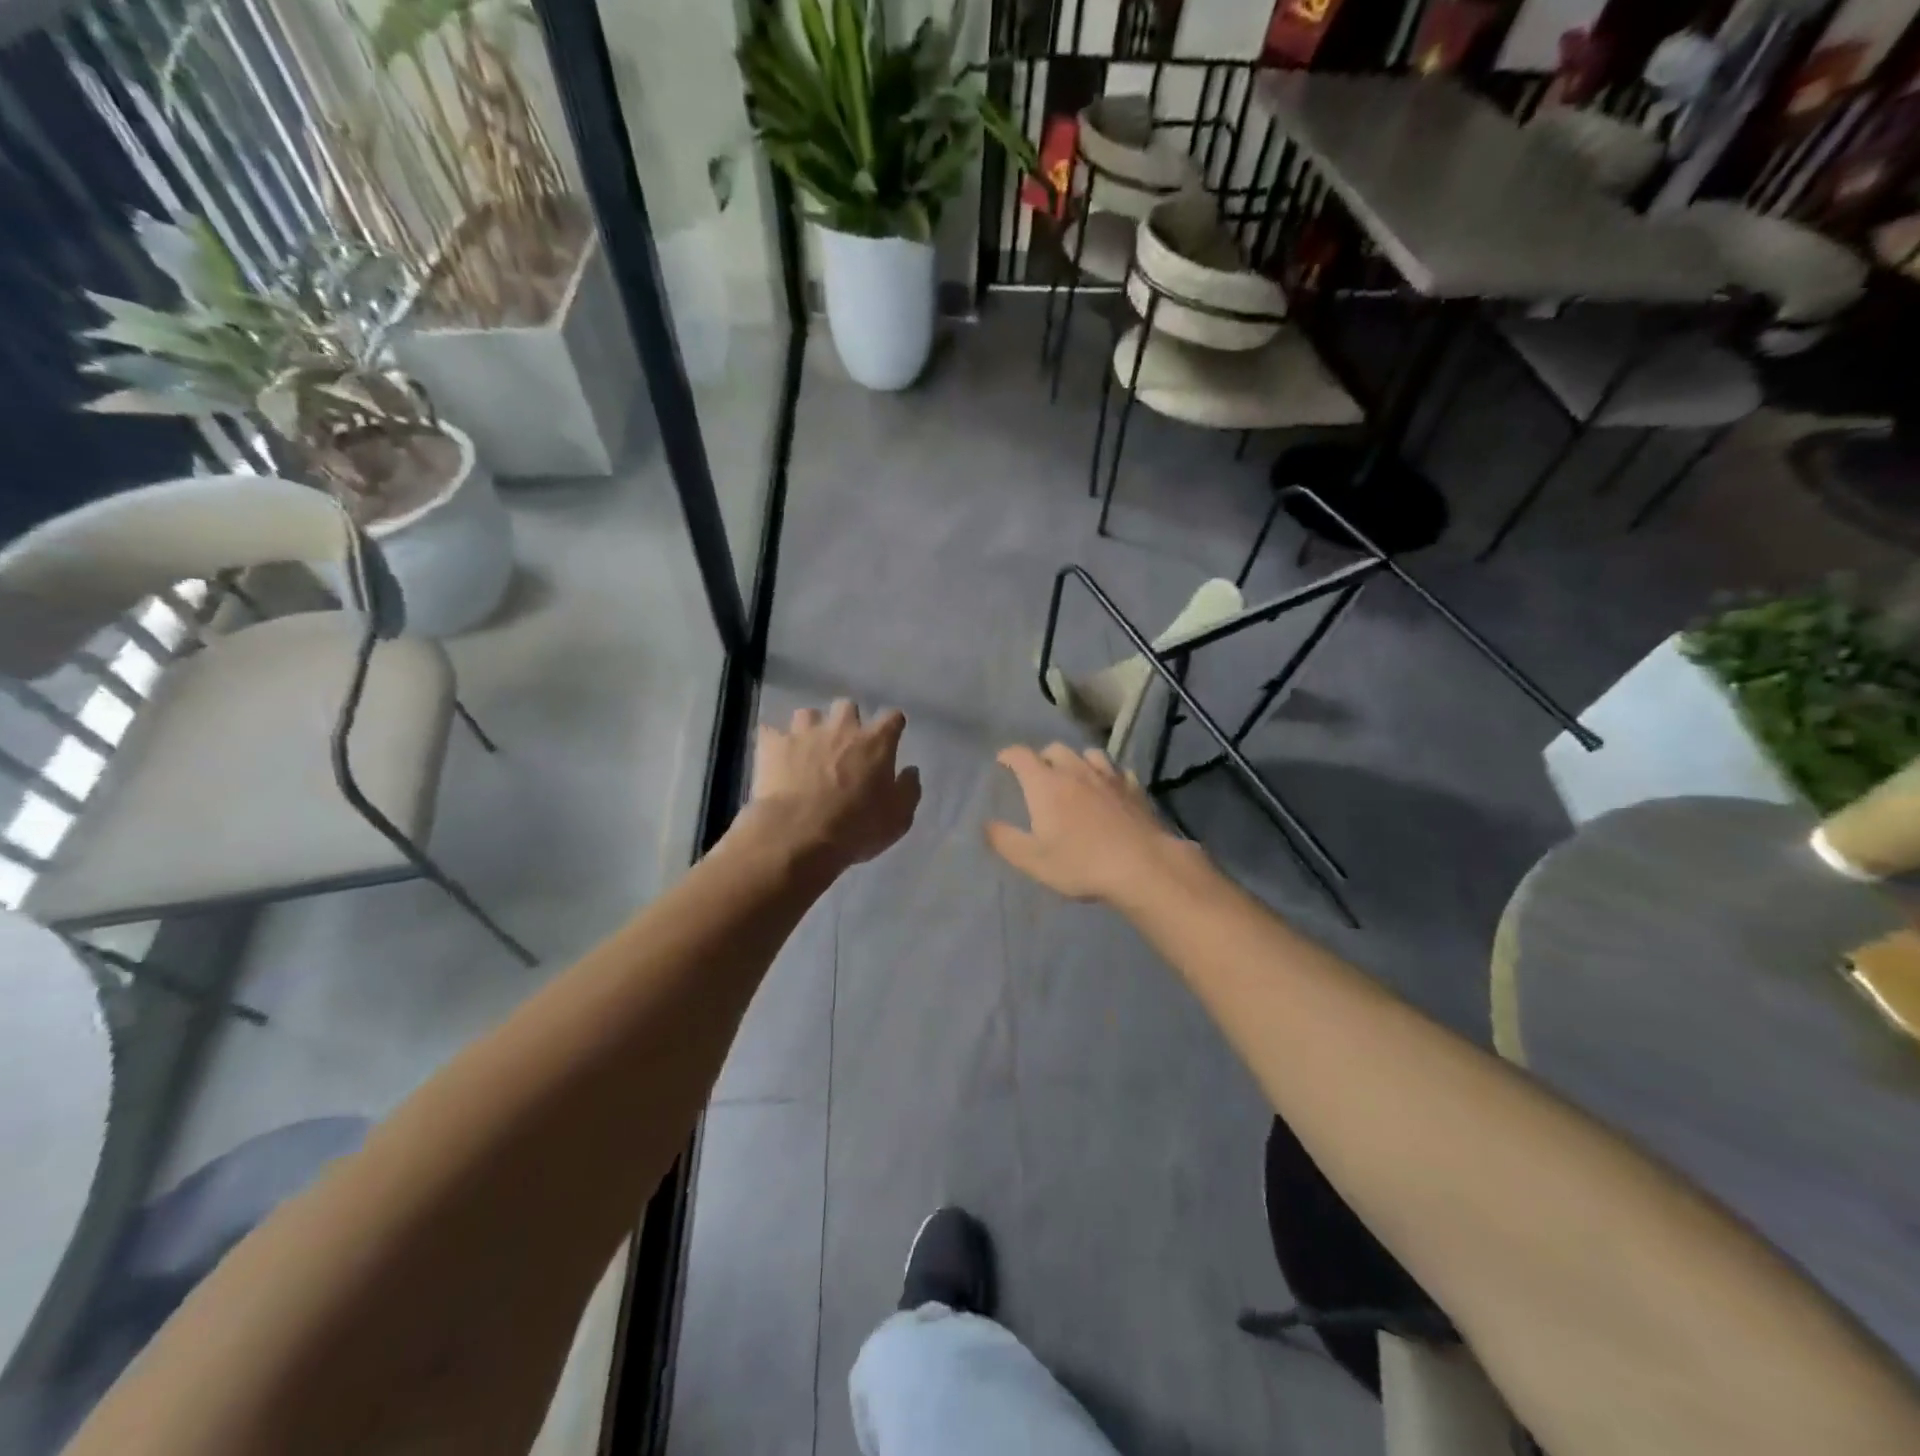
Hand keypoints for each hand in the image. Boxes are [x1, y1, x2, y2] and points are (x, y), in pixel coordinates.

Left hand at [746, 700, 920, 871]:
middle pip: (847, 706)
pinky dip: (775, 743)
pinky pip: (771, 733)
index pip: (892, 717)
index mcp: (876, 742)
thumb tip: (910, 771)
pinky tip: (776, 757)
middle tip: (845, 745)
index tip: (891, 736)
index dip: (892, 725)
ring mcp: (804, 732)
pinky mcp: (772, 744)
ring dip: (810, 728)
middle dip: (847, 721)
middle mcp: (841, 727)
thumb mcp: (898, 818)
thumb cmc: (856, 828)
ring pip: (808, 714)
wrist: (799, 835)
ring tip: (808, 749)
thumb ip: (908, 790)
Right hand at [986, 743, 1192, 902]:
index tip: (1002, 761)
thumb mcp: (1033, 860)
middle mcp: (1075, 771)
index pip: (1021, 756)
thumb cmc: (1081, 864)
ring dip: (1077, 761)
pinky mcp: (1134, 788)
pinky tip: (1109, 788)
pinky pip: (1117, 771)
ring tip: (1074, 776)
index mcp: (1046, 784)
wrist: (1142, 866)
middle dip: (1042, 757)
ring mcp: (1108, 776)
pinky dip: (1107, 774)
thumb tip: (986, 824)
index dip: (1009, 755)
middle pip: (1055, 749)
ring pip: (1089, 754)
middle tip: (1038, 775)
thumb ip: (1005, 840)